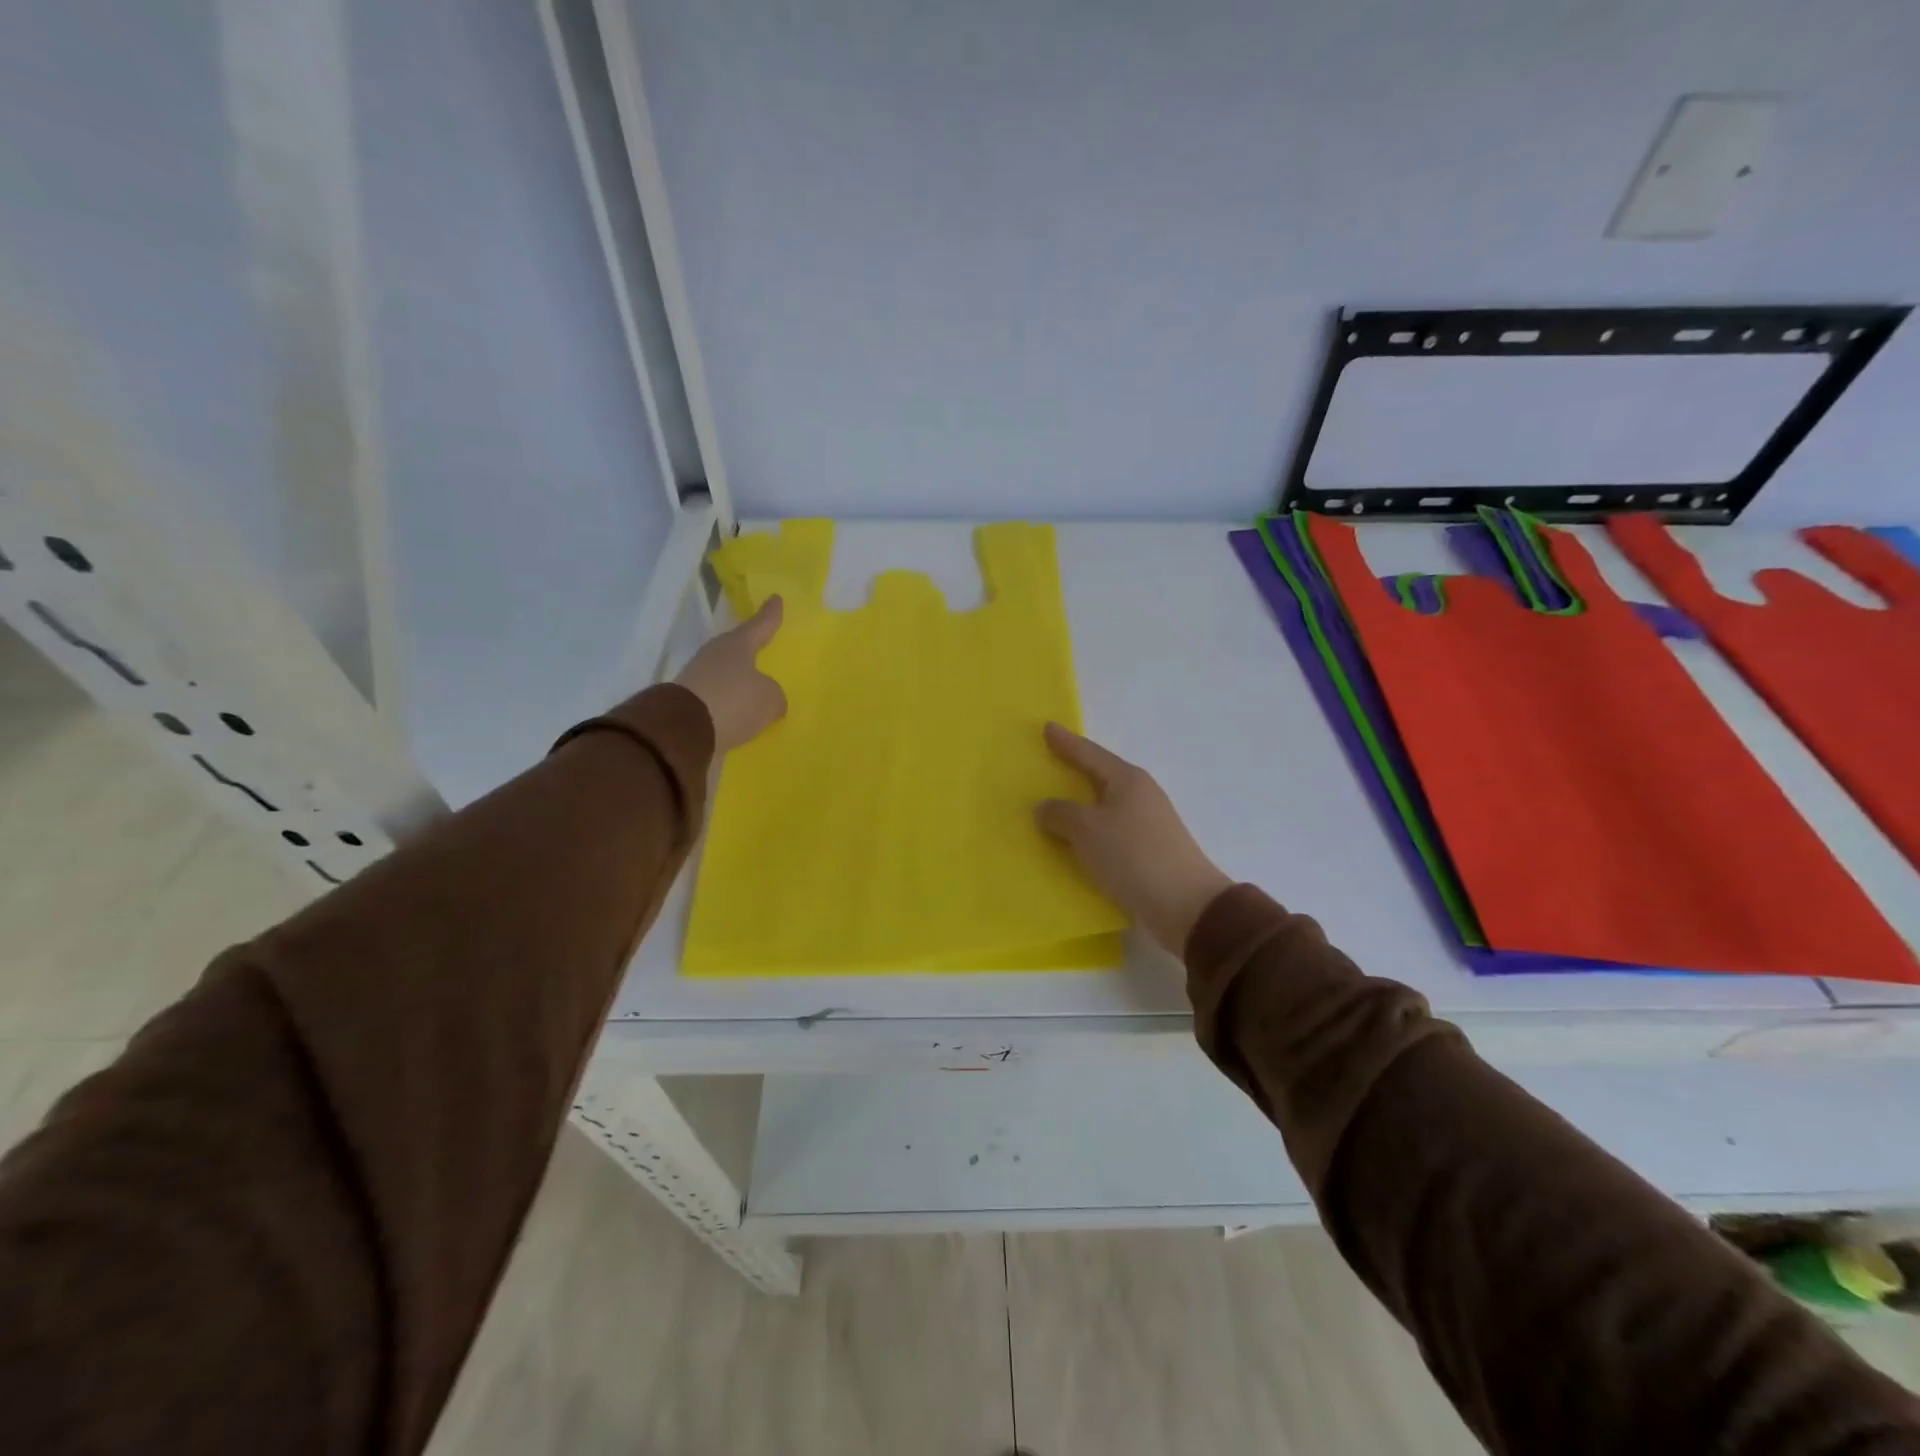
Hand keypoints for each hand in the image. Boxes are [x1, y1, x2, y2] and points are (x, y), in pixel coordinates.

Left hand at [675, 596, 786, 751]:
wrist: (683, 730)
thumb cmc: (734, 701)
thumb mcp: (769, 699)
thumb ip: (774, 696)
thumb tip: (769, 700)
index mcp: (737, 645)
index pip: (760, 625)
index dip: (770, 614)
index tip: (775, 598)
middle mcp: (715, 654)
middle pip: (738, 648)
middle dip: (751, 649)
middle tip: (764, 646)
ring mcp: (698, 677)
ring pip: (726, 674)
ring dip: (739, 681)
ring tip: (756, 690)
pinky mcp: (689, 701)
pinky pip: (718, 698)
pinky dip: (729, 703)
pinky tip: (740, 713)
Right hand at [1035, 723, 1232, 955]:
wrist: (1186, 906)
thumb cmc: (1134, 856)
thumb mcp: (1088, 830)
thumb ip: (1060, 814)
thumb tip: (1044, 807)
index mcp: (1127, 779)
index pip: (1089, 753)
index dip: (1066, 742)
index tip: (1047, 727)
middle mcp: (1139, 795)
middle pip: (1099, 776)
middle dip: (1073, 770)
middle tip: (1047, 763)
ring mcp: (1146, 824)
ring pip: (1104, 806)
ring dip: (1080, 805)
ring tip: (1052, 805)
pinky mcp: (1147, 851)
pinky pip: (1108, 832)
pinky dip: (1089, 832)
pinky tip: (1073, 841)